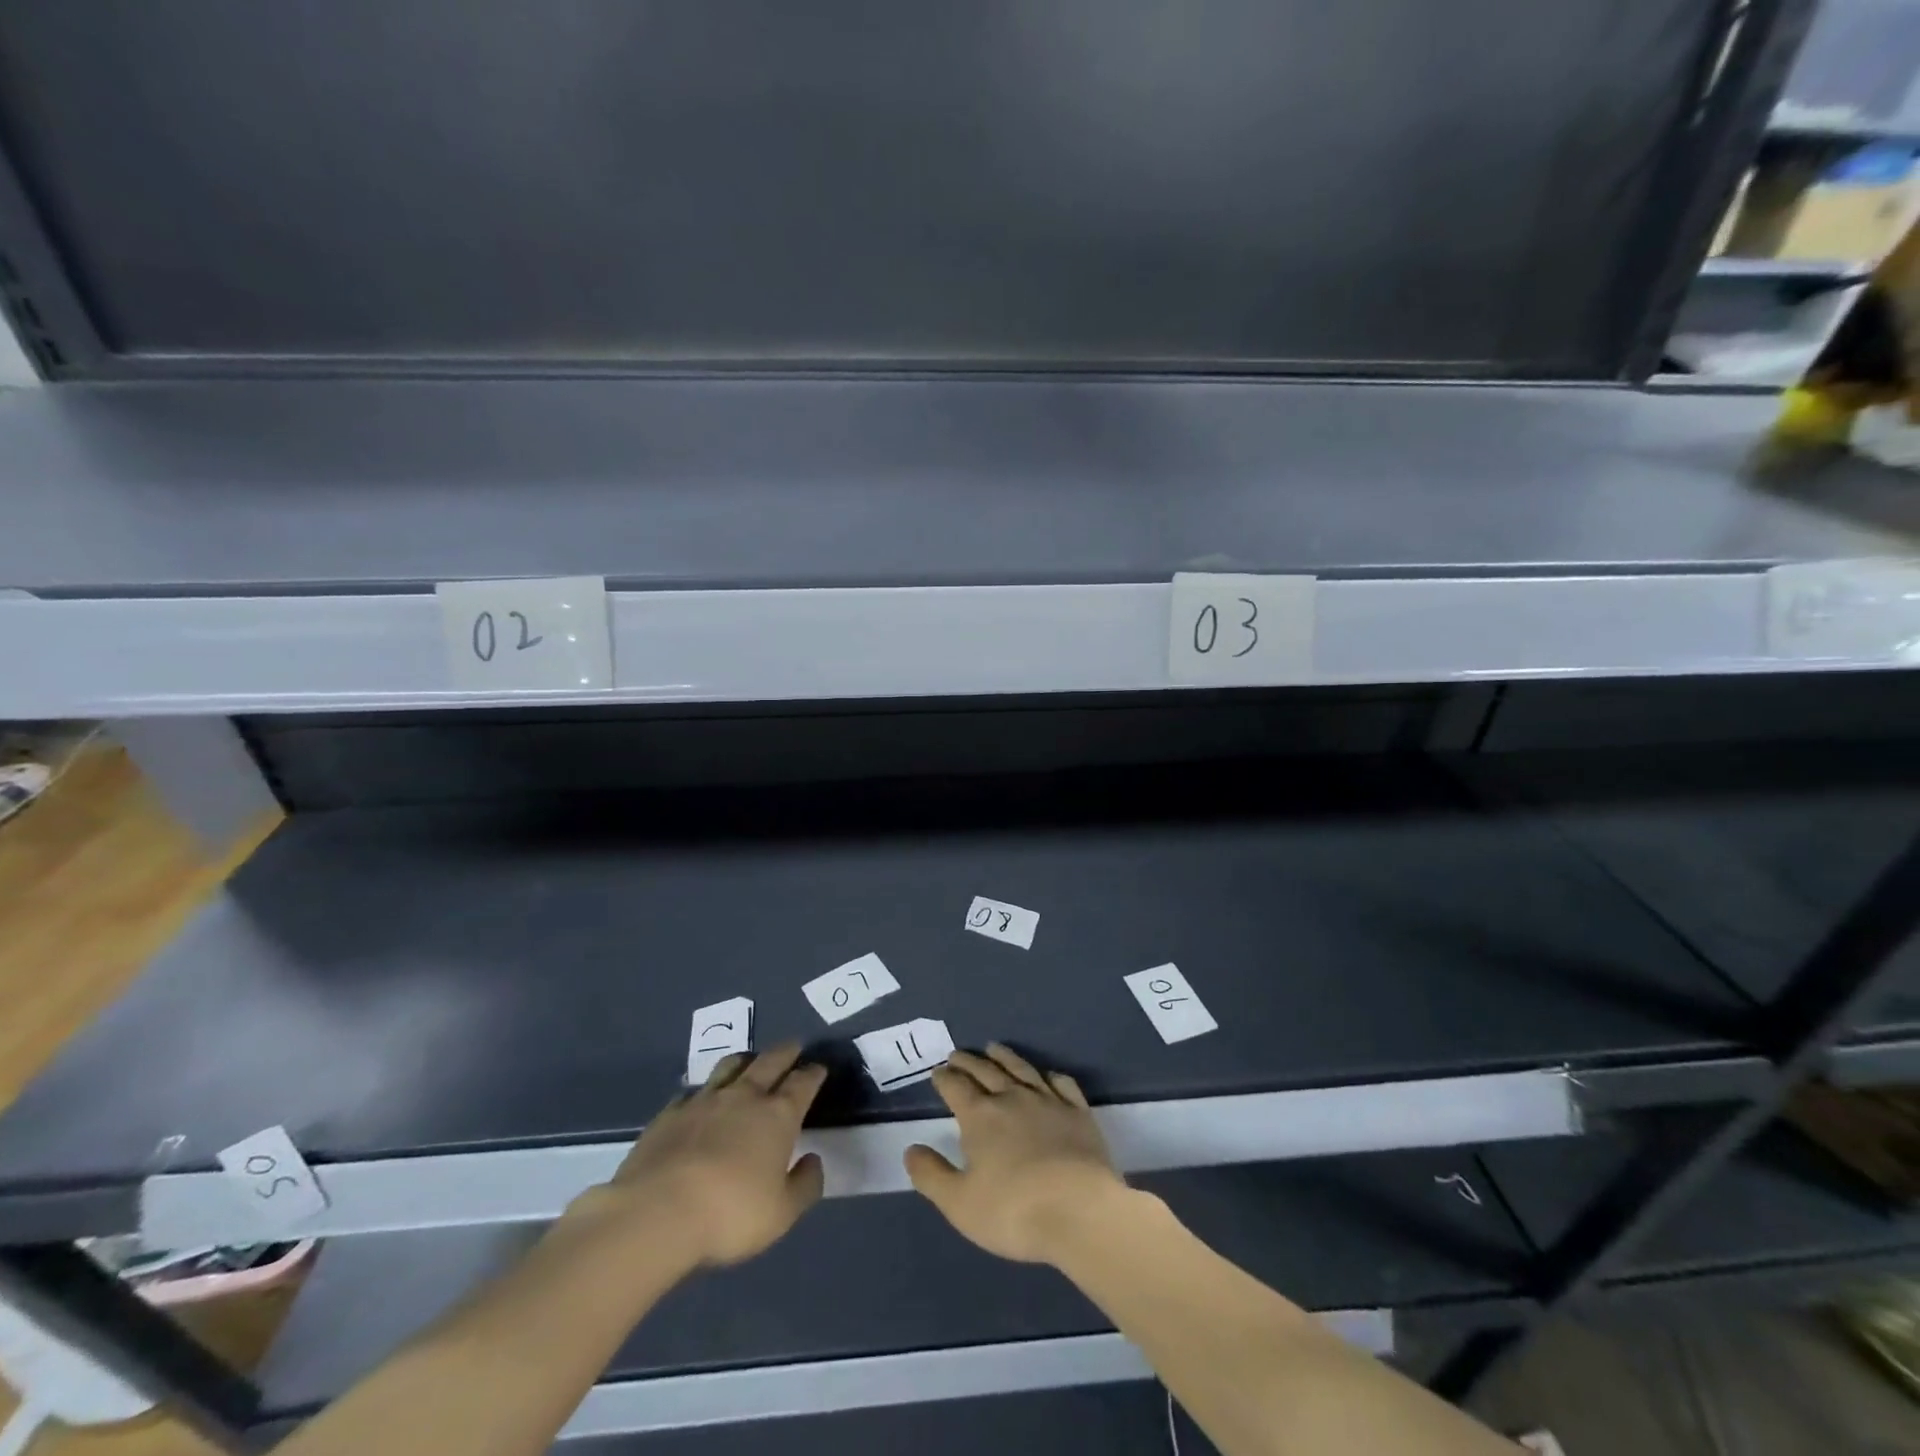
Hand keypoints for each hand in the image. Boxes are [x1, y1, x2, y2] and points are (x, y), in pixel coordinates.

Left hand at [578, 1043, 827, 1269]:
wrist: (656, 1212)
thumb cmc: (730, 1213)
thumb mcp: (782, 1214)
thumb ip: (805, 1185)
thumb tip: (813, 1160)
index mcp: (778, 1115)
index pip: (802, 1083)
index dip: (813, 1074)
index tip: (819, 1068)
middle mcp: (744, 1097)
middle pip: (770, 1061)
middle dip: (786, 1052)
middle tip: (794, 1047)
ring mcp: (704, 1100)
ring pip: (731, 1065)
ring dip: (746, 1060)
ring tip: (750, 1062)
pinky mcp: (670, 1113)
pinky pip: (694, 1091)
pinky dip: (705, 1091)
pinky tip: (702, 1100)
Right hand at [904, 1043, 1130, 1264]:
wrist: (1079, 1211)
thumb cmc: (1013, 1211)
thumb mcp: (959, 1203)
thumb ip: (931, 1175)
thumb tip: (911, 1149)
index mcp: (980, 1117)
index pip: (956, 1088)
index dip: (944, 1078)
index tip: (937, 1071)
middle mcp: (1011, 1098)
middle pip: (985, 1071)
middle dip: (968, 1061)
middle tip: (957, 1054)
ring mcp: (1048, 1101)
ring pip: (1021, 1069)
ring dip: (1004, 1056)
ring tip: (993, 1048)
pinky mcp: (1078, 1112)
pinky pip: (1062, 1084)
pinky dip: (1051, 1076)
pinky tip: (1048, 1076)